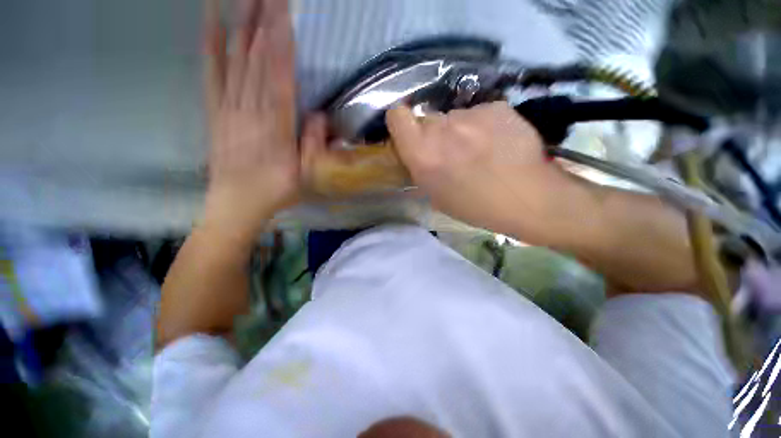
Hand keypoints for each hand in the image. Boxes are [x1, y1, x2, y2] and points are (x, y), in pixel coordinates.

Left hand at [203, 0, 312, 238]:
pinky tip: (211, 26)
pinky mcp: (215, 110)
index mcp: (274, 120)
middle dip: (263, 17)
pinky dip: (211, 48)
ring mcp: (228, 106)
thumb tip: (319, 114)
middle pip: (256, 53)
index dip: (280, 35)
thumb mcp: (305, 177)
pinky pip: (211, 75)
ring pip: (236, 57)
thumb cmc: (272, 193)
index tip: (283, 7)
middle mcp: (249, 106)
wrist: (232, 210)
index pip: (278, 68)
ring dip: (241, 23)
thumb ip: (313, 144)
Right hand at [386, 102, 564, 241]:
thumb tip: (421, 151)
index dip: (404, 122)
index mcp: (423, 153)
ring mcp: (472, 114)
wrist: (532, 198)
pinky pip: (486, 111)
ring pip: (461, 115)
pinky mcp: (497, 107)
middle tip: (460, 151)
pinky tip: (506, 142)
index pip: (397, 115)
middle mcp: (442, 127)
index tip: (415, 133)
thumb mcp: (440, 197)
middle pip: (432, 118)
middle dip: (441, 132)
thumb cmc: (483, 207)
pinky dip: (492, 123)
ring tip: (490, 150)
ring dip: (469, 128)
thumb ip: (423, 167)